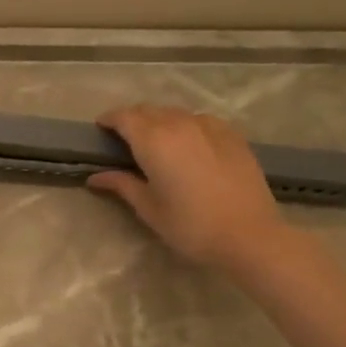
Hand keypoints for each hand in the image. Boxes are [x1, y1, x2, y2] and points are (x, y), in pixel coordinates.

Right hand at [89, 105, 287, 273]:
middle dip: (132, 119)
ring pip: (175, 113)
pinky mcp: (233, 136)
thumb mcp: (148, 208)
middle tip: (124, 138)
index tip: (100, 129)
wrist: (250, 236)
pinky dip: (186, 125)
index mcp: (153, 141)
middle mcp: (179, 125)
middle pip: (149, 110)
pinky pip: (201, 120)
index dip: (109, 120)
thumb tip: (95, 177)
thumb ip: (122, 184)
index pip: (124, 117)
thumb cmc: (190, 226)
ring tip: (155, 140)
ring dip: (159, 120)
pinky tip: (189, 143)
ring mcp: (209, 127)